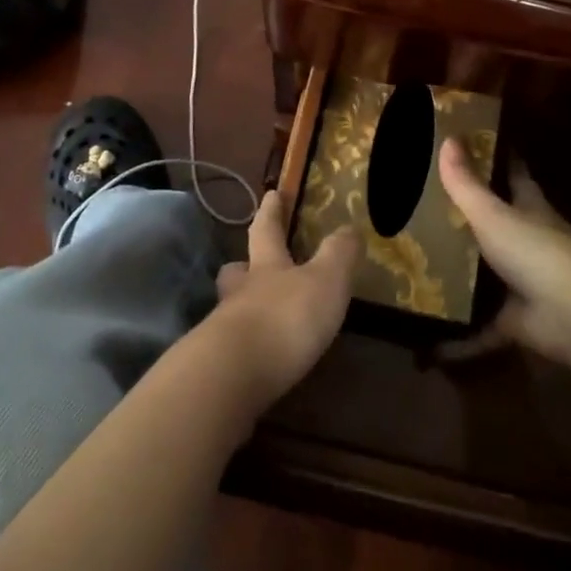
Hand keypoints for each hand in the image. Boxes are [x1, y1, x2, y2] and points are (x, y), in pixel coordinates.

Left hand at [208, 191, 356, 405]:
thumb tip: (350, 228)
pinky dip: (247, 348)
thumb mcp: (326, 280)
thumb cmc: (286, 317)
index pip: (267, 230)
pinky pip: (234, 348)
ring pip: (231, 309)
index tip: (271, 194)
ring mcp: (225, 331)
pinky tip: (261, 359)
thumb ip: (339, 254)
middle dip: (243, 266)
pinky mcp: (221, 368)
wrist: (235, 376)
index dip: (271, 211)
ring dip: (244, 309)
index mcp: (266, 267)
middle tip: (247, 265)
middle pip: (237, 271)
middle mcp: (241, 293)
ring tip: (262, 318)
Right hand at [437, 139, 570, 367]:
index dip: (495, 159)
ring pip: (484, 274)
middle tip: (420, 210)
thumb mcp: (494, 213)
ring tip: (412, 267)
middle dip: (465, 220)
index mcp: (528, 208)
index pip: (513, 175)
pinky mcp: (514, 320)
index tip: (470, 145)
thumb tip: (448, 138)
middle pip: (495, 225)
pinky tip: (426, 338)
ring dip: (458, 274)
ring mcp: (522, 282)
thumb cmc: (536, 250)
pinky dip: (458, 335)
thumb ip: (466, 184)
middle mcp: (527, 242)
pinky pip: (479, 326)